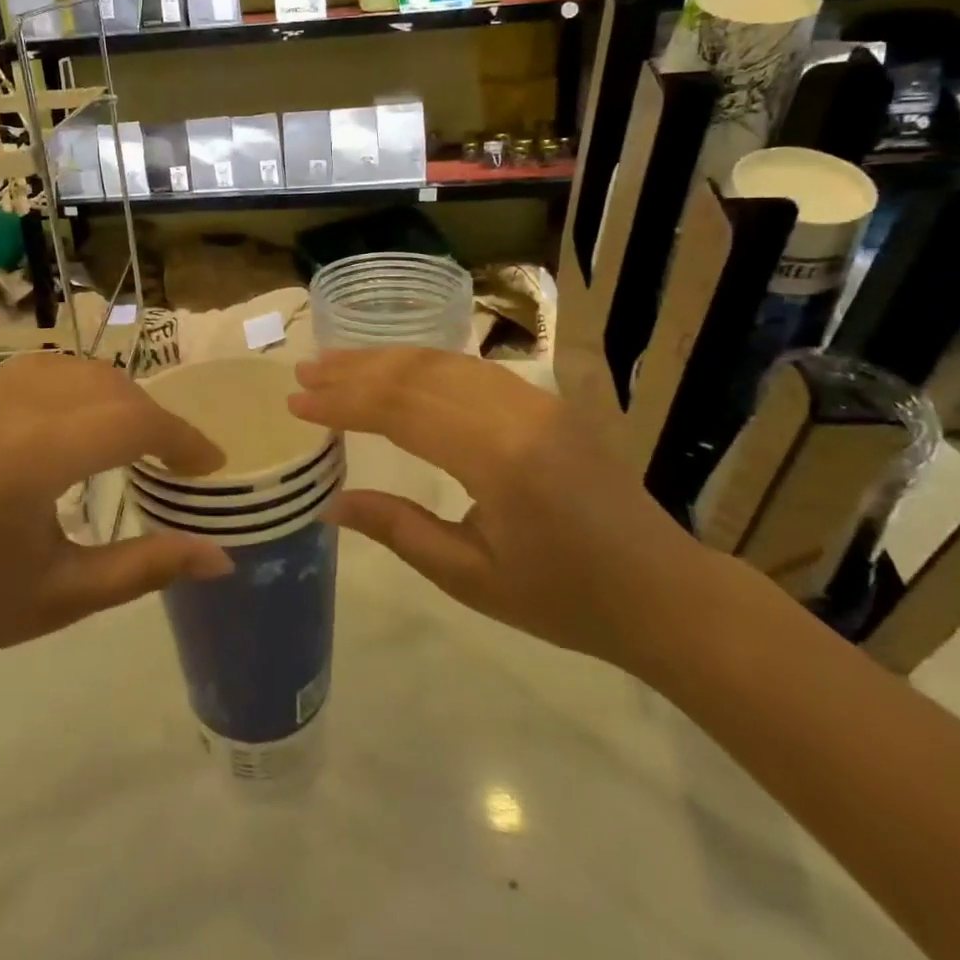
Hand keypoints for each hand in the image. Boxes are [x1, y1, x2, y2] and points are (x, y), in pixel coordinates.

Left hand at [0, 354, 232, 695]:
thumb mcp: (61, 596)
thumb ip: (147, 567)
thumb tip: (221, 556)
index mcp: (35, 455)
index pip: (134, 422)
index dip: (183, 440)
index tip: (210, 468)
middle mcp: (10, 405)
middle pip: (110, 385)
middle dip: (153, 417)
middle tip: (173, 462)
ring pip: (75, 368)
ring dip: (115, 395)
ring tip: (129, 442)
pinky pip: (37, 370)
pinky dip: (75, 386)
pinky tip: (73, 426)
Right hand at [289, 349, 711, 668]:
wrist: (662, 591)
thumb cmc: (565, 599)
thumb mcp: (471, 577)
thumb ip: (399, 529)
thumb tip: (332, 503)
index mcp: (499, 458)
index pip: (401, 411)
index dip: (344, 402)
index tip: (297, 402)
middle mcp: (517, 412)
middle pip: (419, 373)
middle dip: (355, 371)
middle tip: (305, 373)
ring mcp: (536, 399)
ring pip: (445, 361)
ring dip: (386, 360)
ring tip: (336, 364)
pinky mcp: (546, 401)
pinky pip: (472, 369)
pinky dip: (424, 365)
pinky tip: (397, 371)